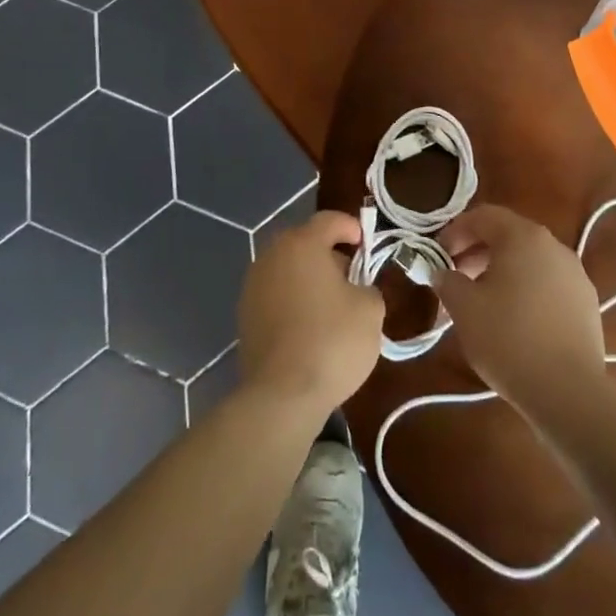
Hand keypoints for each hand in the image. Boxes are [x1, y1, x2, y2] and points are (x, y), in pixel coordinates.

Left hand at [238, 210, 383, 415]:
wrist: (282, 395)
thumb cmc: (332, 341)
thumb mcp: (370, 310)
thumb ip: (367, 287)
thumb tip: (356, 289)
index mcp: (302, 244)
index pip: (329, 220)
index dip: (351, 227)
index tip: (366, 245)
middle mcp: (272, 256)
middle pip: (305, 243)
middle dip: (329, 255)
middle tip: (352, 279)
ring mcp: (253, 285)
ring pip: (288, 269)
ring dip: (309, 279)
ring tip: (332, 306)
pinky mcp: (245, 315)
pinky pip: (276, 295)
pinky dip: (293, 301)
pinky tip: (309, 327)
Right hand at [435, 205, 606, 418]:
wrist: (568, 392)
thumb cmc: (508, 338)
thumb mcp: (463, 307)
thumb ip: (447, 281)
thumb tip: (441, 272)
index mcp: (523, 236)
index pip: (483, 216)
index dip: (455, 231)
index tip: (438, 256)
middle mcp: (553, 246)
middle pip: (508, 236)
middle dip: (476, 252)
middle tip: (455, 279)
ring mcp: (575, 274)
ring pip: (529, 260)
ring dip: (501, 272)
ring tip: (482, 302)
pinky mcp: (587, 303)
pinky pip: (548, 283)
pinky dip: (525, 290)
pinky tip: (514, 320)